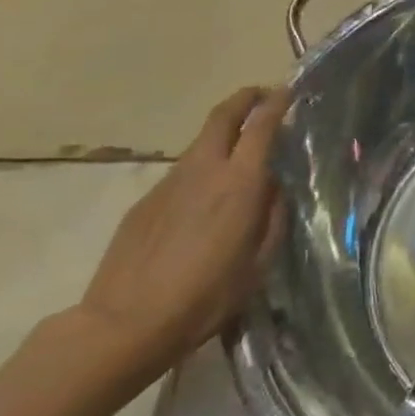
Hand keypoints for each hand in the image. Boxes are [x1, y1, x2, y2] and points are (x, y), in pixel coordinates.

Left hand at [74, 86, 289, 381]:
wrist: (126, 322)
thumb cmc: (206, 296)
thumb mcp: (258, 263)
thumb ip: (272, 218)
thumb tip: (276, 189)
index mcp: (239, 184)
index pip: (260, 127)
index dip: (276, 105)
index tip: (288, 93)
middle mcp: (204, 171)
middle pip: (222, 116)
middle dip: (244, 99)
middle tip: (262, 96)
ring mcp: (169, 183)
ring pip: (201, 143)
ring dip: (223, 134)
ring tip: (241, 150)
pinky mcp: (146, 201)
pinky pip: (182, 172)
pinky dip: (202, 167)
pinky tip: (206, 197)